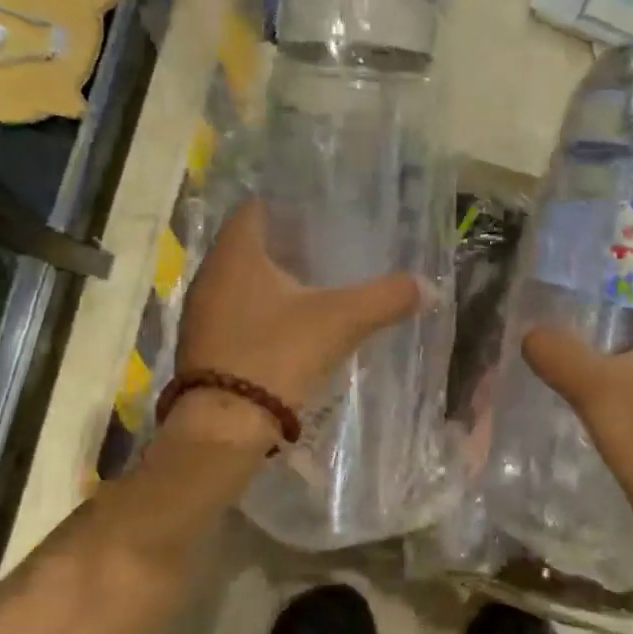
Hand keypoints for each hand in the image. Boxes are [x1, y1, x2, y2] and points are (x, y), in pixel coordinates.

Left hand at [169, 200, 421, 446]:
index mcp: (237, 253)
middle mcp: (211, 274)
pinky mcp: (203, 345)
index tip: (321, 213)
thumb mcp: (341, 321)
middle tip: (328, 247)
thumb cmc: (277, 354)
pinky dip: (261, 310)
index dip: (288, 205)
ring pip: (241, 280)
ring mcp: (202, 312)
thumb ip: (385, 298)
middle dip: (286, 243)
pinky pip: (235, 311)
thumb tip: (430, 286)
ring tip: (315, 285)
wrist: (224, 427)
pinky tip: (292, 325)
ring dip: (273, 280)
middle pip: (250, 243)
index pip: (256, 207)